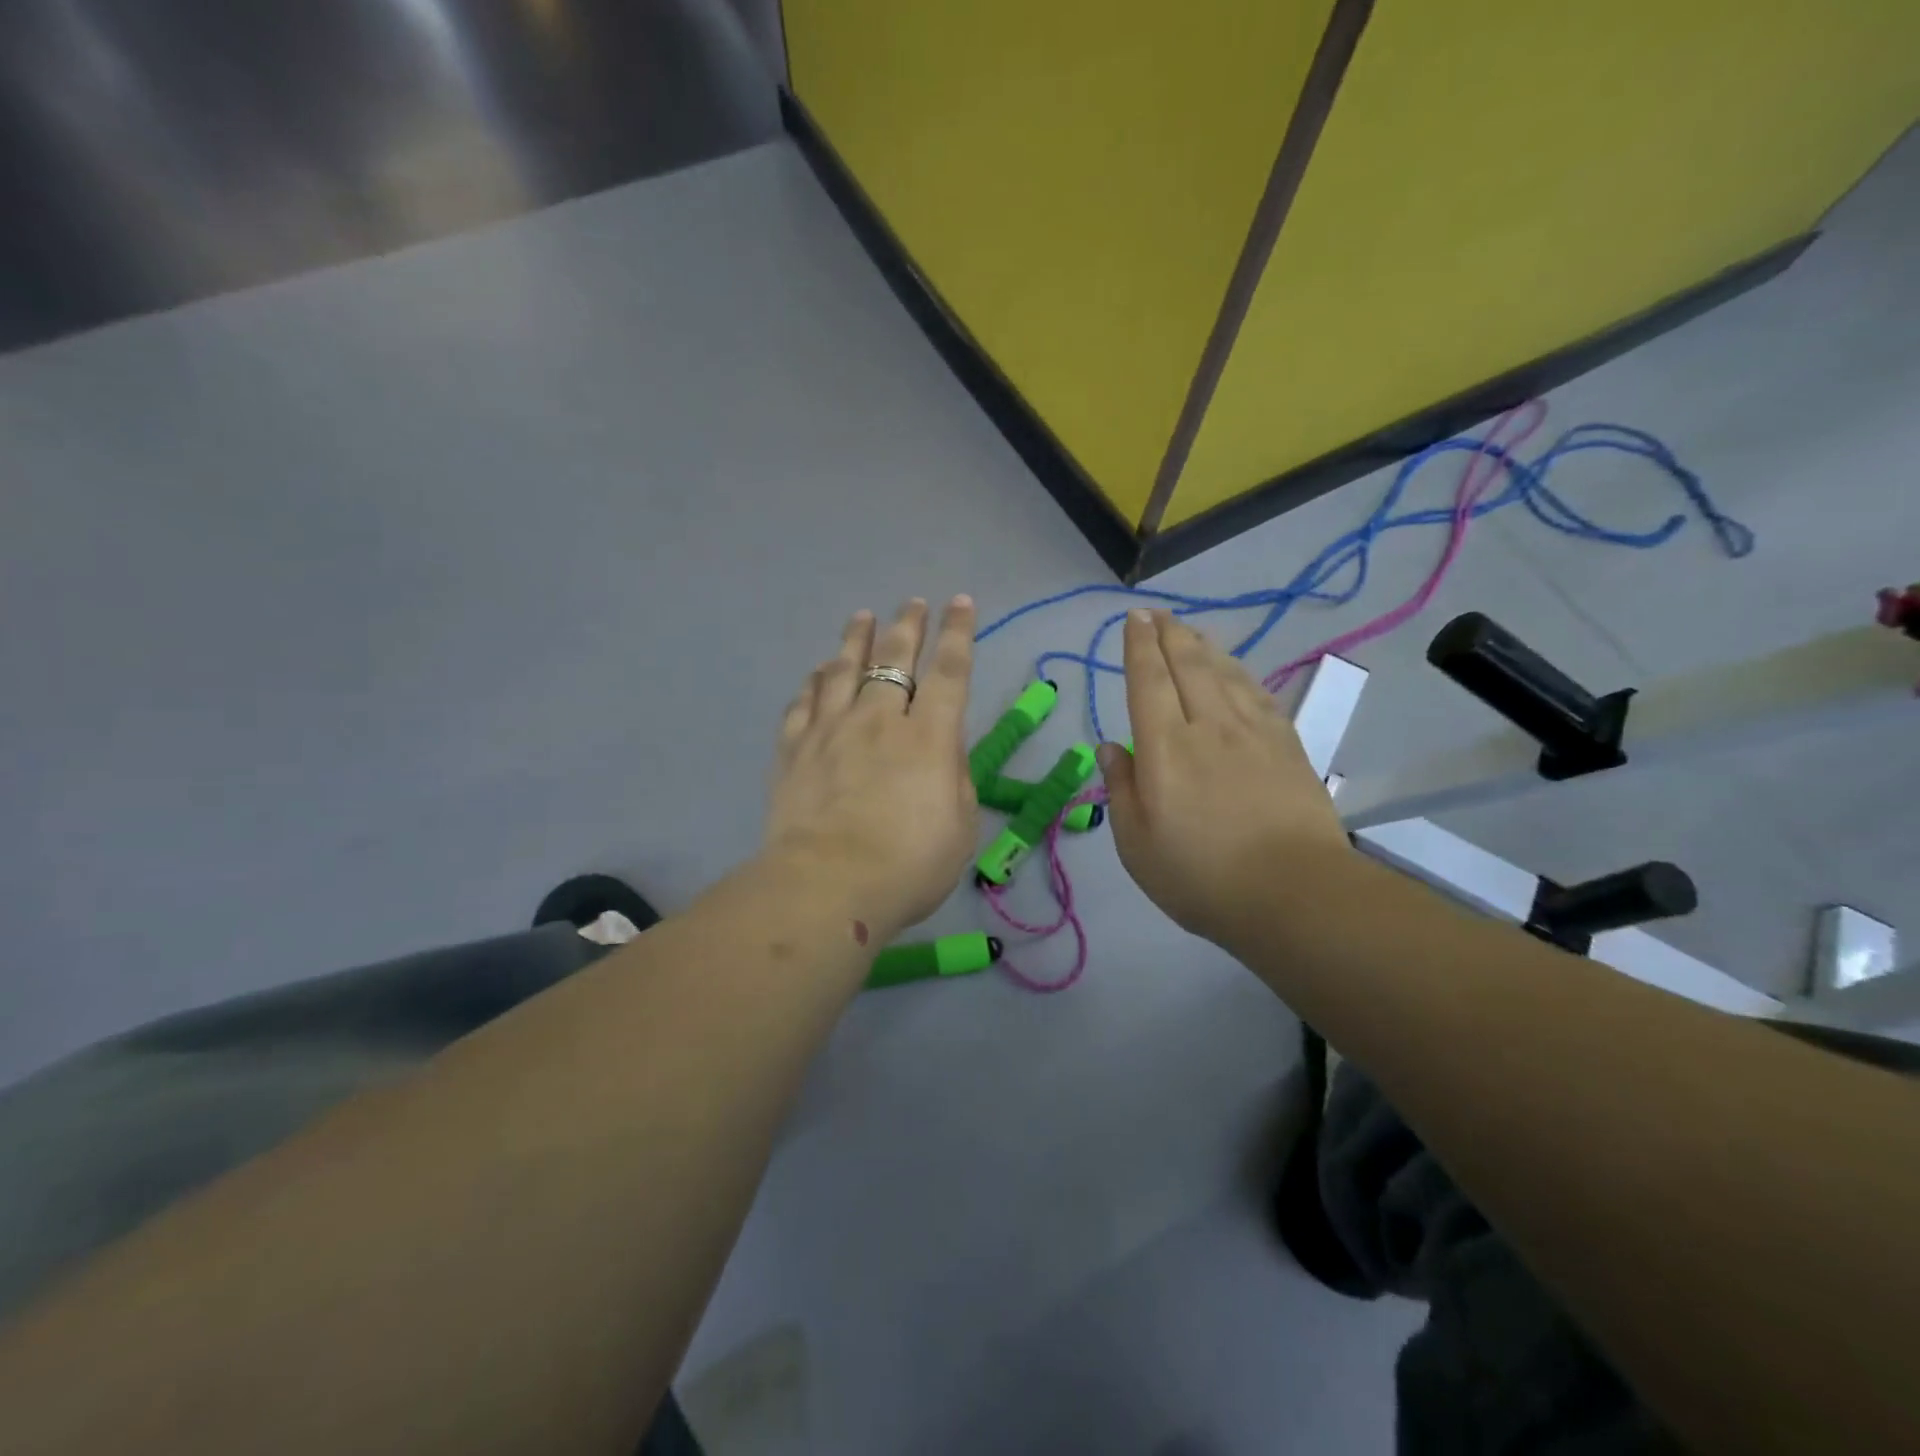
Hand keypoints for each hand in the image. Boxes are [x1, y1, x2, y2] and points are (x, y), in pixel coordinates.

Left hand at [764, 597, 978, 940]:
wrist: (827, 887)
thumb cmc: (908, 866)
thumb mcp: (959, 829)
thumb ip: (956, 782)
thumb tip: (944, 753)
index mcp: (928, 738)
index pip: (950, 672)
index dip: (958, 634)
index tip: (961, 602)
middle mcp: (879, 721)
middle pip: (894, 660)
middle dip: (907, 626)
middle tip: (912, 602)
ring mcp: (831, 731)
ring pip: (844, 670)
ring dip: (856, 640)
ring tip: (862, 617)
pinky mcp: (794, 751)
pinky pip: (803, 703)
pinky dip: (813, 682)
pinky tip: (817, 672)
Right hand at [1099, 610, 1349, 947]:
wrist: (1294, 894)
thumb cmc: (1201, 877)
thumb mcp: (1137, 845)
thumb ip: (1122, 790)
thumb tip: (1112, 747)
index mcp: (1166, 749)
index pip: (1148, 681)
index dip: (1139, 646)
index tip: (1134, 619)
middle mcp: (1208, 726)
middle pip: (1188, 664)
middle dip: (1169, 633)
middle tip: (1157, 614)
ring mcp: (1254, 733)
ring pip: (1225, 672)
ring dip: (1204, 645)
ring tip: (1190, 631)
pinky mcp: (1287, 746)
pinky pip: (1258, 693)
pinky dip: (1240, 672)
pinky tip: (1236, 670)